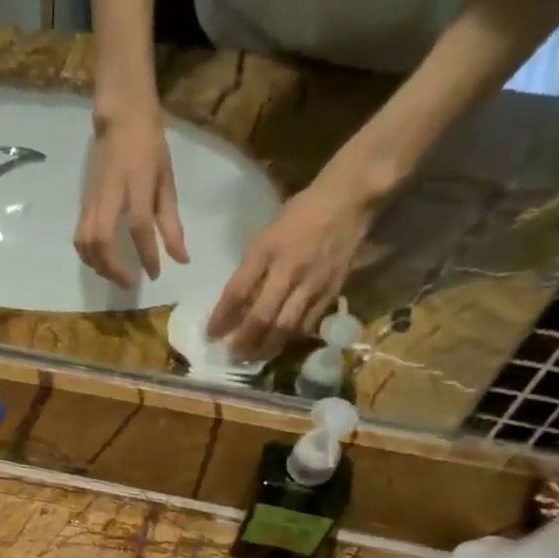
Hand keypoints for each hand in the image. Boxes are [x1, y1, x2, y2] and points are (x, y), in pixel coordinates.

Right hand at [74, 102, 188, 289]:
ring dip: (100, 266)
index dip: (147, 254)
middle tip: (130, 284)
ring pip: (87, 242)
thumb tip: (181, 259)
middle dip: (115, 268)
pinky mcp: (82, 204)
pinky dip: (88, 256)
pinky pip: (79, 237)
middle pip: (103, 240)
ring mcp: (92, 200)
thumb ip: (172, 222)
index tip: (154, 275)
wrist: (119, 118)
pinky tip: (101, 264)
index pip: (139, 226)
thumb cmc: (149, 148)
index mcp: (136, 184)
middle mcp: (110, 194)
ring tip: (115, 277)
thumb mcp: (166, 181)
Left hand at [207, 183, 378, 358]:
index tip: (211, 335)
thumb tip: (236, 302)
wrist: (347, 200)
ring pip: (285, 326)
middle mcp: (288, 269)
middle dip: (244, 340)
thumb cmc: (300, 214)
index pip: (237, 292)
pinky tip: (281, 344)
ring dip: (267, 346)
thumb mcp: (267, 235)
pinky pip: (308, 323)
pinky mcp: (331, 291)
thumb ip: (252, 268)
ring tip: (254, 357)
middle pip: (261, 316)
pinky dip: (291, 338)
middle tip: (233, 355)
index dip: (221, 317)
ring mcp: (311, 283)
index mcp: (266, 250)